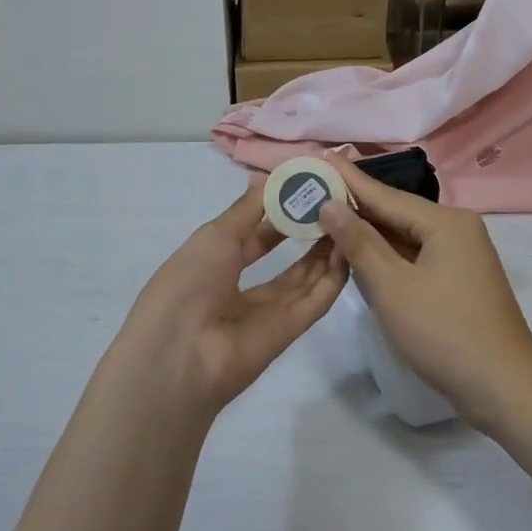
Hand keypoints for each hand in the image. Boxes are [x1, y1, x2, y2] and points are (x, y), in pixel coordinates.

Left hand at [123, 183, 347, 412]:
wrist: (181, 353)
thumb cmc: (189, 282)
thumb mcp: (214, 236)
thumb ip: (246, 209)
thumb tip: (268, 178)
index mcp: (213, 262)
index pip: (253, 232)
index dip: (278, 210)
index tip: (307, 186)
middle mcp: (239, 286)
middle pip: (281, 256)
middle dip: (304, 229)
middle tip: (335, 201)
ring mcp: (265, 312)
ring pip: (303, 277)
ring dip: (324, 251)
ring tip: (348, 219)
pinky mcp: (287, 332)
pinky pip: (314, 302)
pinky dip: (332, 279)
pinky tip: (350, 251)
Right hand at [318, 156, 531, 432]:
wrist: (504, 390)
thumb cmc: (444, 332)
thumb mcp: (392, 286)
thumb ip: (359, 242)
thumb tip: (330, 204)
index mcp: (446, 223)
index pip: (385, 195)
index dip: (348, 179)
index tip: (320, 156)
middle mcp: (456, 230)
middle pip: (396, 212)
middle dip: (355, 203)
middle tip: (315, 185)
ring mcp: (460, 257)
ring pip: (404, 236)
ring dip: (368, 230)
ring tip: (327, 212)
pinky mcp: (457, 282)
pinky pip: (414, 256)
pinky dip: (386, 254)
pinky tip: (359, 251)